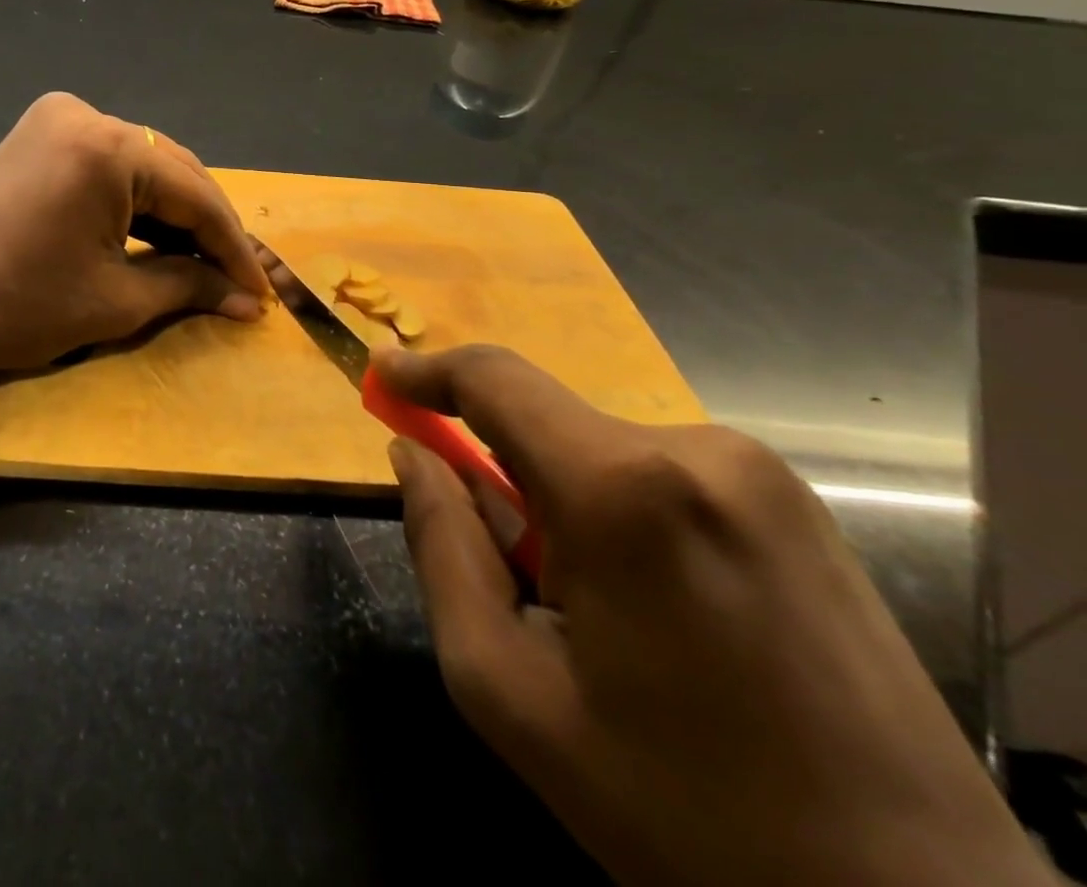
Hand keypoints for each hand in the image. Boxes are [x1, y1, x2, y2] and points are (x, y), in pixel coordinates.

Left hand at [0, 93, 271, 378]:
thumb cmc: (18, 308)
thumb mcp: (116, 301)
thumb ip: (189, 287)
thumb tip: (245, 300)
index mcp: (108, 146)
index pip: (195, 193)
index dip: (232, 247)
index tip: (259, 293)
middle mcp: (85, 114)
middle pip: (171, 170)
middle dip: (206, 227)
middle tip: (235, 280)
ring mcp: (55, 119)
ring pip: (141, 165)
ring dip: (173, 212)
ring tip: (203, 263)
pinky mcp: (36, 135)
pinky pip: (106, 164)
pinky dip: (133, 200)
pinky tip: (155, 236)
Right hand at [375, 345, 1050, 886]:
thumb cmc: (683, 813)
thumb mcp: (510, 689)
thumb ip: (441, 547)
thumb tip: (414, 455)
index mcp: (622, 490)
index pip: (495, 381)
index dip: (428, 370)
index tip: (384, 376)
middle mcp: (697, 451)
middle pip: (546, 426)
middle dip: (505, 478)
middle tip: (517, 581)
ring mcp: (760, 474)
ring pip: (602, 453)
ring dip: (567, 505)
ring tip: (605, 622)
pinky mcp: (798, 503)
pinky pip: (662, 475)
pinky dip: (624, 514)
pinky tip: (666, 615)